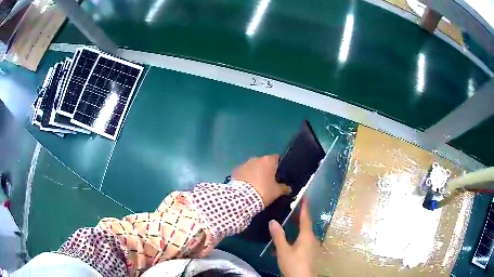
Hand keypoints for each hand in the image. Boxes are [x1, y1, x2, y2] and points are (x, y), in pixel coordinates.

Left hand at [232, 155, 290, 205]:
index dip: (278, 165)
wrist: (242, 198)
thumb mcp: (276, 191)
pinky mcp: (236, 170)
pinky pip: (244, 172)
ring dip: (255, 172)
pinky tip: (247, 186)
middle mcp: (256, 159)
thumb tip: (289, 188)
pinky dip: (246, 176)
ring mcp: (244, 164)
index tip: (279, 174)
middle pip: (264, 162)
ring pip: (253, 166)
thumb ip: (284, 188)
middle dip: (265, 170)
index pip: (276, 158)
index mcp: (268, 161)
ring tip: (256, 184)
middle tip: (268, 181)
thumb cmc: (263, 191)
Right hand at [269, 197, 317, 276]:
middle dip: (299, 218)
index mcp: (307, 236)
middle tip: (292, 209)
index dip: (304, 207)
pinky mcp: (311, 254)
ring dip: (296, 230)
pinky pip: (303, 242)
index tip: (304, 196)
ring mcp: (312, 247)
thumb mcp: (283, 251)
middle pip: (306, 226)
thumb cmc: (294, 264)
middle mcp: (312, 239)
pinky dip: (296, 240)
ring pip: (304, 235)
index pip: (306, 218)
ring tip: (287, 226)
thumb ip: (278, 236)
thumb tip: (273, 221)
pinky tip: (286, 245)